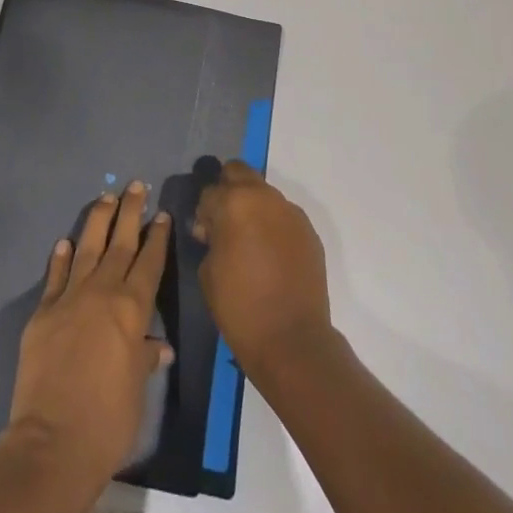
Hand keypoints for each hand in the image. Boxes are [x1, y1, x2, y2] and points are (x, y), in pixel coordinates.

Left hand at [7, 182, 174, 498]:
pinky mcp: (43, 312)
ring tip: (106, 197)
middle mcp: (102, 292)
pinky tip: (66, 242)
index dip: (157, 237)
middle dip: (130, 212)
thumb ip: (145, 359)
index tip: (161, 214)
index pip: (149, 262)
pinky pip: (55, 276)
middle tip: (136, 185)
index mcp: (132, 309)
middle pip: (120, 242)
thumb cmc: (108, 421)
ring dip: (98, 220)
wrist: (53, 442)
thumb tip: (159, 347)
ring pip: (88, 247)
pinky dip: (61, 257)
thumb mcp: (138, 391)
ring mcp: (70, 298)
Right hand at [192, 162, 333, 381]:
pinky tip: (272, 255)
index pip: (210, 192)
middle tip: (225, 223)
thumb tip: (217, 230)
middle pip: (240, 172)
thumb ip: (211, 237)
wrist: (292, 340)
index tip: (205, 236)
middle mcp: (265, 197)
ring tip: (251, 242)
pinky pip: (284, 217)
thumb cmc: (239, 306)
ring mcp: (291, 212)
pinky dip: (274, 227)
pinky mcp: (309, 231)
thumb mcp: (208, 269)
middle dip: (228, 190)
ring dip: (254, 208)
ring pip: (265, 194)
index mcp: (234, 202)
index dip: (204, 213)